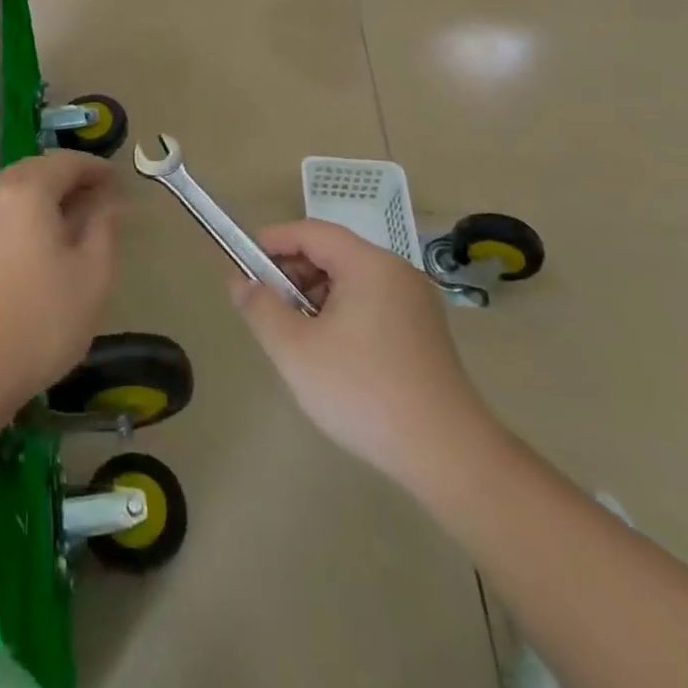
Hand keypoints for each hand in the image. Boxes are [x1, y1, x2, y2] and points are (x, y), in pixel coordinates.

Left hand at [0, 151, 121, 415]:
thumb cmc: (43, 317)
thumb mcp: (93, 272)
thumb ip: (104, 226)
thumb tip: (107, 200)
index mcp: (28, 191)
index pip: (66, 162)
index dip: (95, 167)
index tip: (118, 180)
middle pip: (36, 170)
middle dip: (68, 177)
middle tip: (98, 197)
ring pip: (15, 191)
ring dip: (45, 195)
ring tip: (72, 220)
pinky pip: (0, 213)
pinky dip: (25, 214)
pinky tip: (40, 243)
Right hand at [232, 219, 494, 486]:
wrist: (447, 454)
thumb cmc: (363, 391)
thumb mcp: (295, 349)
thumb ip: (261, 308)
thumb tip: (240, 282)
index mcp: (369, 264)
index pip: (311, 232)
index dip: (273, 242)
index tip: (244, 265)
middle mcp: (396, 272)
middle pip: (333, 254)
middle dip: (293, 274)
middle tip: (268, 308)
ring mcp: (416, 302)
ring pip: (352, 281)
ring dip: (316, 298)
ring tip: (297, 336)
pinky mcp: (425, 332)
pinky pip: (372, 304)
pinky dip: (342, 314)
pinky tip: (331, 353)